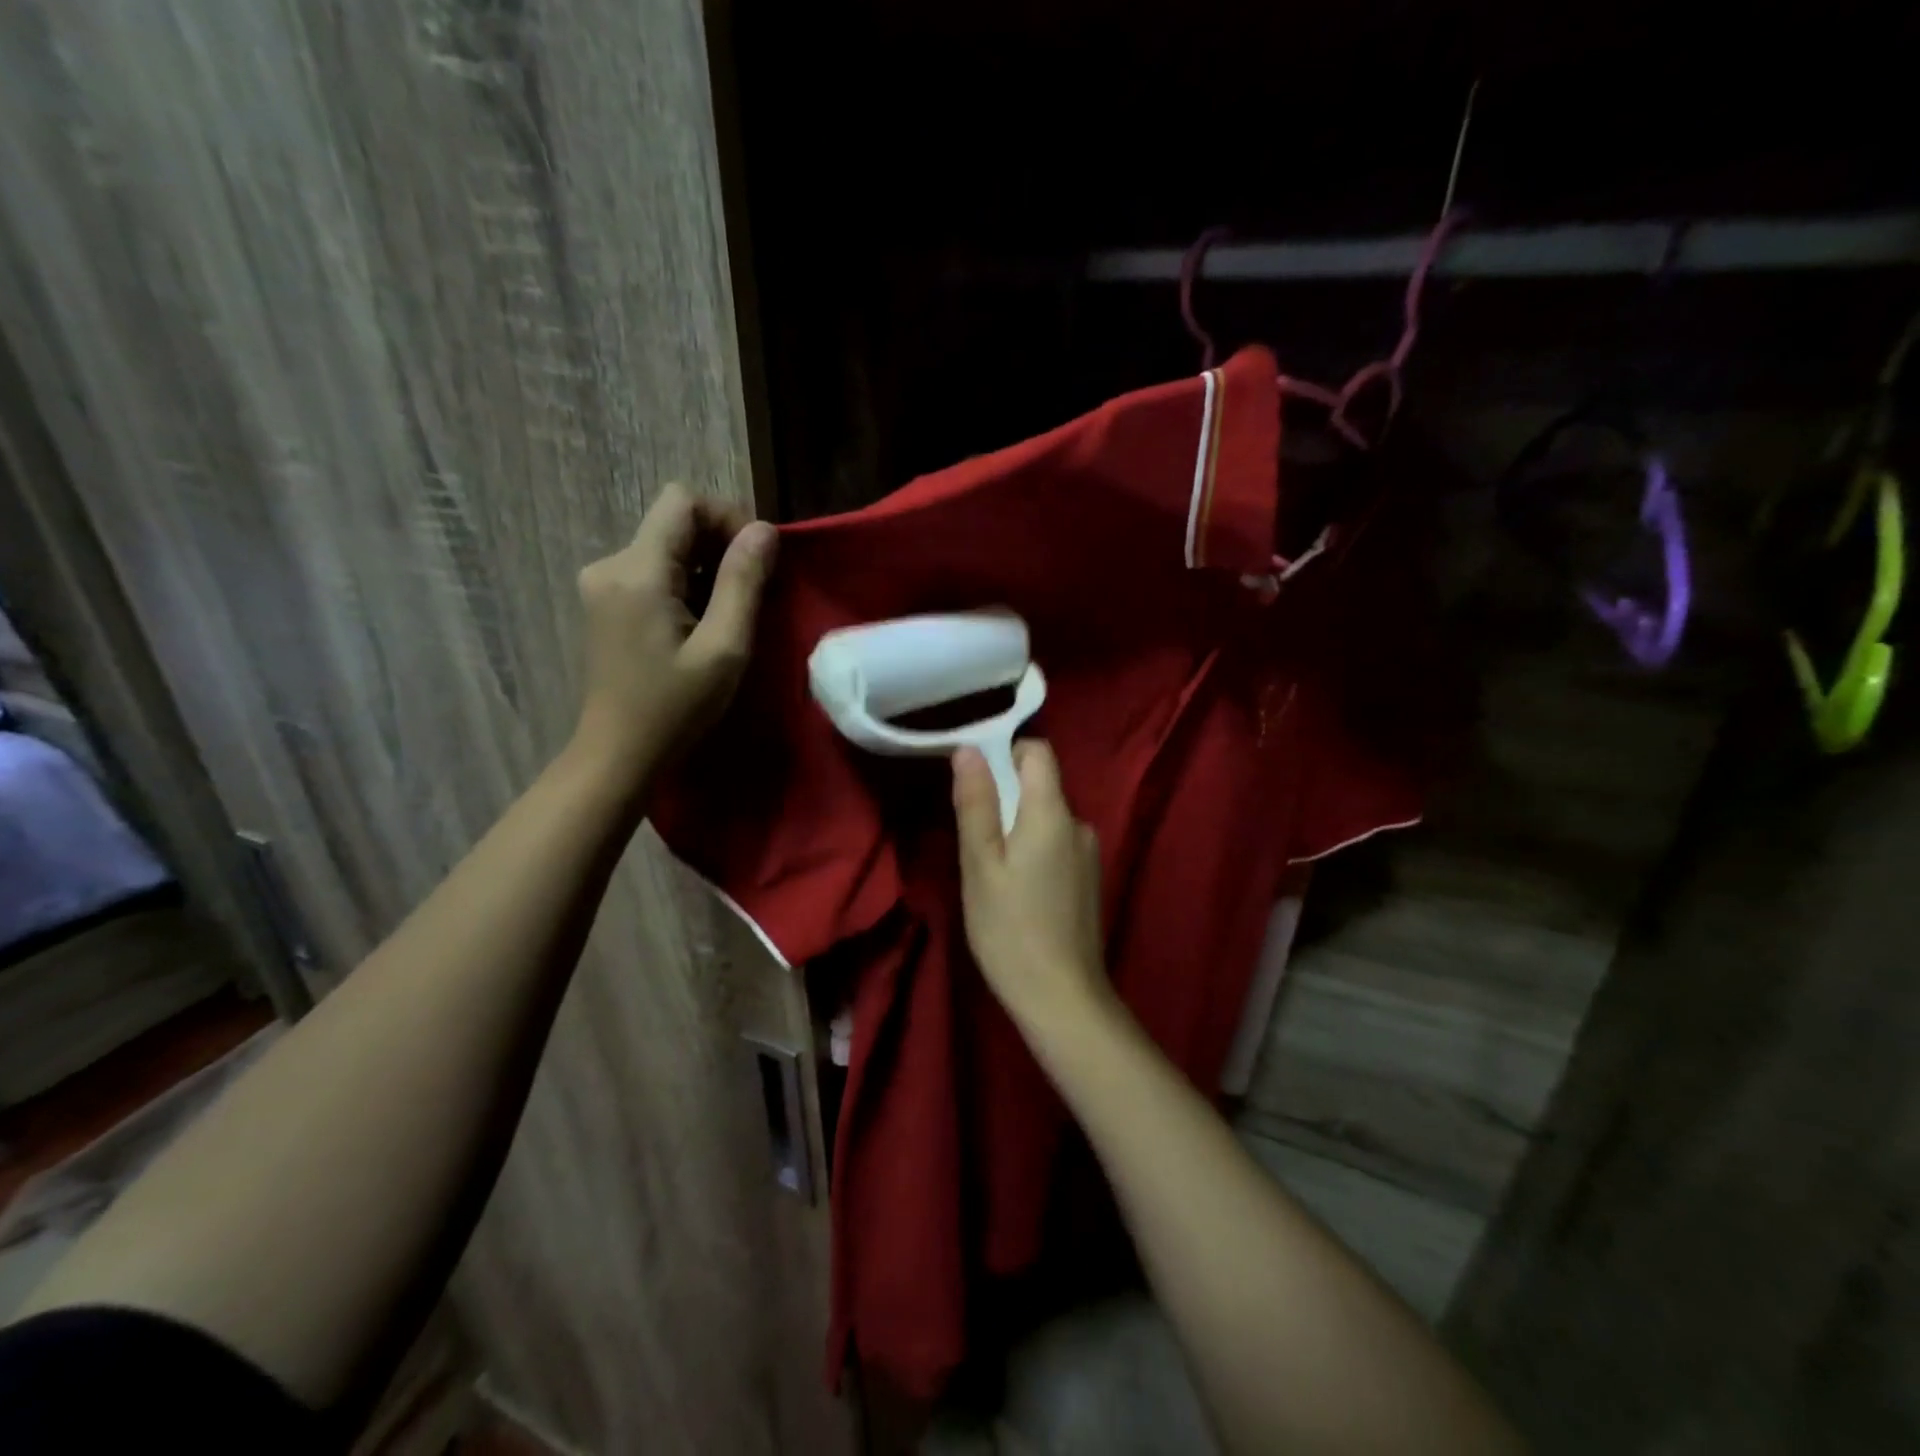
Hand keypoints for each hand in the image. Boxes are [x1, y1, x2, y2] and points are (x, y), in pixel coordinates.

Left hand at [572, 483, 776, 784]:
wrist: (619, 754)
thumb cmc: (675, 707)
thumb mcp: (724, 648)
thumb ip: (743, 582)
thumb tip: (764, 530)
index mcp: (637, 571)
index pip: (682, 501)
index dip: (726, 517)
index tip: (757, 559)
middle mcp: (611, 564)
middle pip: (674, 521)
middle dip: (720, 544)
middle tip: (755, 590)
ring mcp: (603, 583)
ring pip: (666, 546)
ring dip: (706, 566)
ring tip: (732, 611)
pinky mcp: (606, 602)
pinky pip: (654, 570)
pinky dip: (686, 583)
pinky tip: (702, 621)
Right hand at [953, 741, 1113, 1035]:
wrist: (1063, 999)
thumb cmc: (1010, 929)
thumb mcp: (980, 864)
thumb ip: (976, 803)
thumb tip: (968, 749)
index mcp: (1053, 813)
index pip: (1038, 752)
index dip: (1005, 753)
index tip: (975, 781)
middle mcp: (1080, 824)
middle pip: (1040, 786)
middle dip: (1005, 799)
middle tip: (973, 841)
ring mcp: (1089, 854)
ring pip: (1046, 820)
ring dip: (1017, 830)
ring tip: (991, 872)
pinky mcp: (1089, 881)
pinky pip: (1056, 846)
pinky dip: (1033, 853)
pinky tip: (1017, 893)